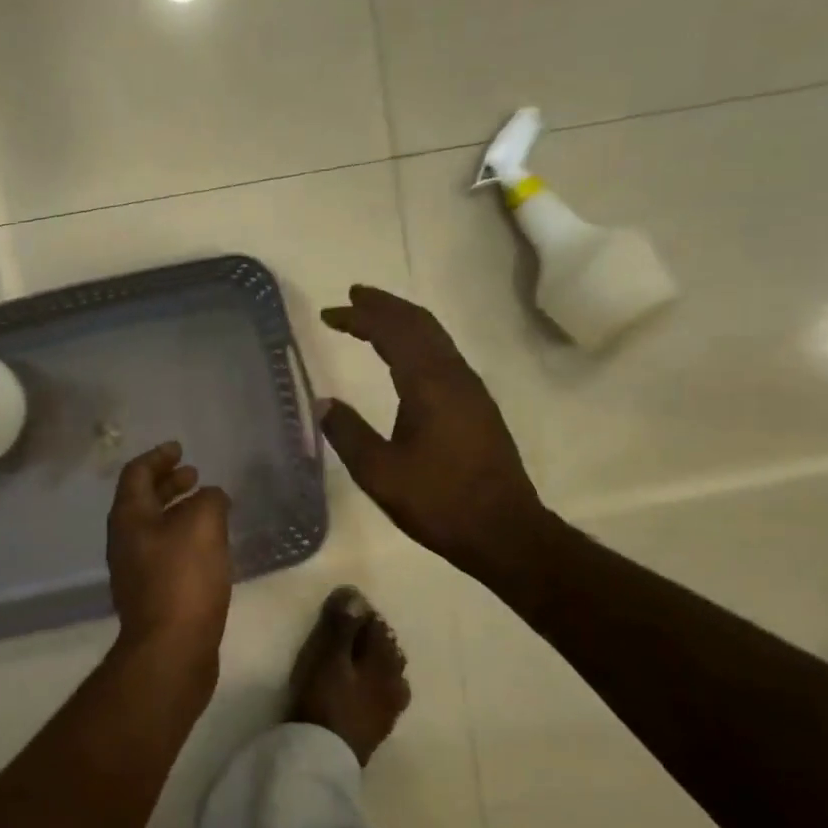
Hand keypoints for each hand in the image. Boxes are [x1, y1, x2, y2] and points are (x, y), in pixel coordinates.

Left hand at [107, 442, 232, 674]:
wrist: (171, 648)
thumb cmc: (183, 578)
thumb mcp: (203, 524)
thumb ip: (209, 500)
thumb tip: (211, 497)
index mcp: (129, 517)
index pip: (136, 474)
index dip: (158, 457)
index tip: (179, 448)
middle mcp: (125, 540)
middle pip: (142, 500)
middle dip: (168, 484)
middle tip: (193, 474)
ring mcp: (134, 570)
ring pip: (154, 528)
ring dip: (177, 511)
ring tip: (206, 507)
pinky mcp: (151, 595)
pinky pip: (165, 553)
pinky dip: (183, 538)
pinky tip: (208, 547)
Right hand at [319, 285, 551, 591]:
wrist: (504, 531)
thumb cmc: (439, 501)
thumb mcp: (380, 473)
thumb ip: (348, 433)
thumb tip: (324, 403)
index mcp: (429, 384)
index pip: (391, 333)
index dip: (360, 317)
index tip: (330, 312)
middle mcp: (454, 376)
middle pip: (419, 324)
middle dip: (384, 306)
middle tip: (354, 296)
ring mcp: (471, 390)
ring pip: (435, 338)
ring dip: (403, 321)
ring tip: (375, 317)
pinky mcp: (477, 406)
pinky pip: (443, 355)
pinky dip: (418, 342)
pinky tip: (406, 357)